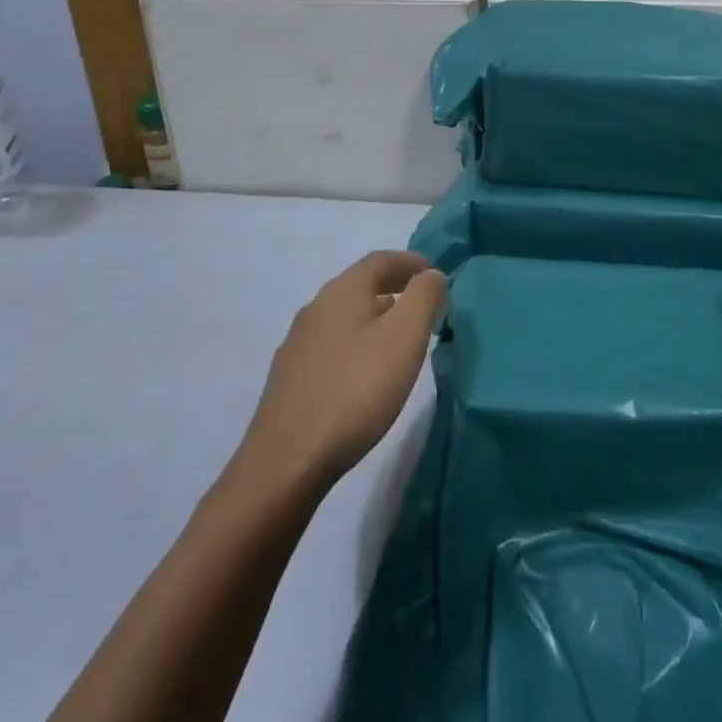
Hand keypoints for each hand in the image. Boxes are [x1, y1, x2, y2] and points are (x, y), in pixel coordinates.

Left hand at [241, 251, 446, 493]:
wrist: (287, 461)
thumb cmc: (356, 390)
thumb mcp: (405, 337)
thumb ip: (423, 297)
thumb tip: (431, 274)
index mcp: (342, 291)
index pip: (380, 260)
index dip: (410, 261)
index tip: (435, 273)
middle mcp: (316, 308)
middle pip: (360, 285)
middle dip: (394, 287)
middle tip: (423, 303)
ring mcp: (298, 344)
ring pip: (345, 316)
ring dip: (375, 316)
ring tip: (400, 336)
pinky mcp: (291, 378)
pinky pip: (332, 344)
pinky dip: (357, 342)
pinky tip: (366, 370)